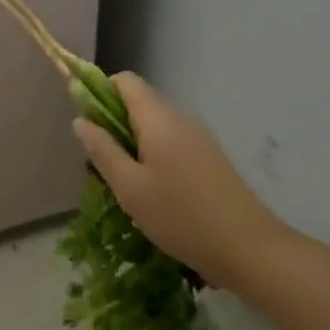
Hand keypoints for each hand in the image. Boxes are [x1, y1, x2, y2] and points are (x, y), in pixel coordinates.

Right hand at [72, 73, 284, 288]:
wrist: (248, 248)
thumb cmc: (180, 216)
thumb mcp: (130, 187)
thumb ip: (103, 150)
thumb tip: (81, 119)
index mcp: (159, 119)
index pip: (125, 81)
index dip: (100, 92)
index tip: (88, 124)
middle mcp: (181, 119)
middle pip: (140, 102)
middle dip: (114, 124)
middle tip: (103, 163)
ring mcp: (199, 138)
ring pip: (155, 125)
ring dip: (133, 143)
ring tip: (126, 183)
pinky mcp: (209, 158)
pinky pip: (172, 142)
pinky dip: (153, 155)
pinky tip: (153, 193)